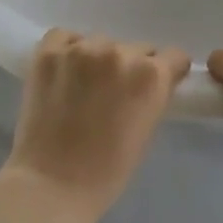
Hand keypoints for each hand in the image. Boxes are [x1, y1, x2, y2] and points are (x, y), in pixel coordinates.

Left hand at [2, 30, 190, 221]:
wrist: (50, 185)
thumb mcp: (147, 131)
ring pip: (101, 42)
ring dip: (97, 59)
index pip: (173, 56)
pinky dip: (67, 49)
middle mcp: (120, 53)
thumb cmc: (107, 172)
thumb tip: (149, 81)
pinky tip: (63, 71)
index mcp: (151, 75)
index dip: (167, 71)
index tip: (156, 84)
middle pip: (137, 48)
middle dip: (130, 67)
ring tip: (83, 86)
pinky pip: (65, 37)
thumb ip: (153, 96)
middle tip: (114, 92)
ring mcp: (81, 50)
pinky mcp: (49, 52)